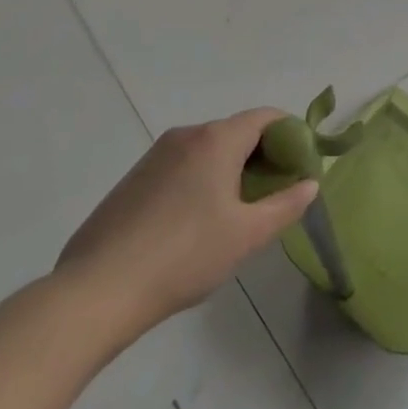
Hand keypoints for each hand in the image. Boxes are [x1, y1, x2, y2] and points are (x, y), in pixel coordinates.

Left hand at [53, 108, 318, 352]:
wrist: (97, 291)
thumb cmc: (185, 256)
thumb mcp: (248, 235)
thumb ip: (286, 205)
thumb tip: (310, 184)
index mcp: (216, 139)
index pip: (266, 117)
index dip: (291, 136)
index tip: (300, 168)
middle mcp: (186, 136)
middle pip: (237, 131)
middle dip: (263, 155)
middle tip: (275, 193)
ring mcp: (154, 156)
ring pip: (207, 150)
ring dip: (231, 169)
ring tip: (237, 212)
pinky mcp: (132, 179)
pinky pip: (181, 166)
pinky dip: (201, 180)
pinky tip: (196, 223)